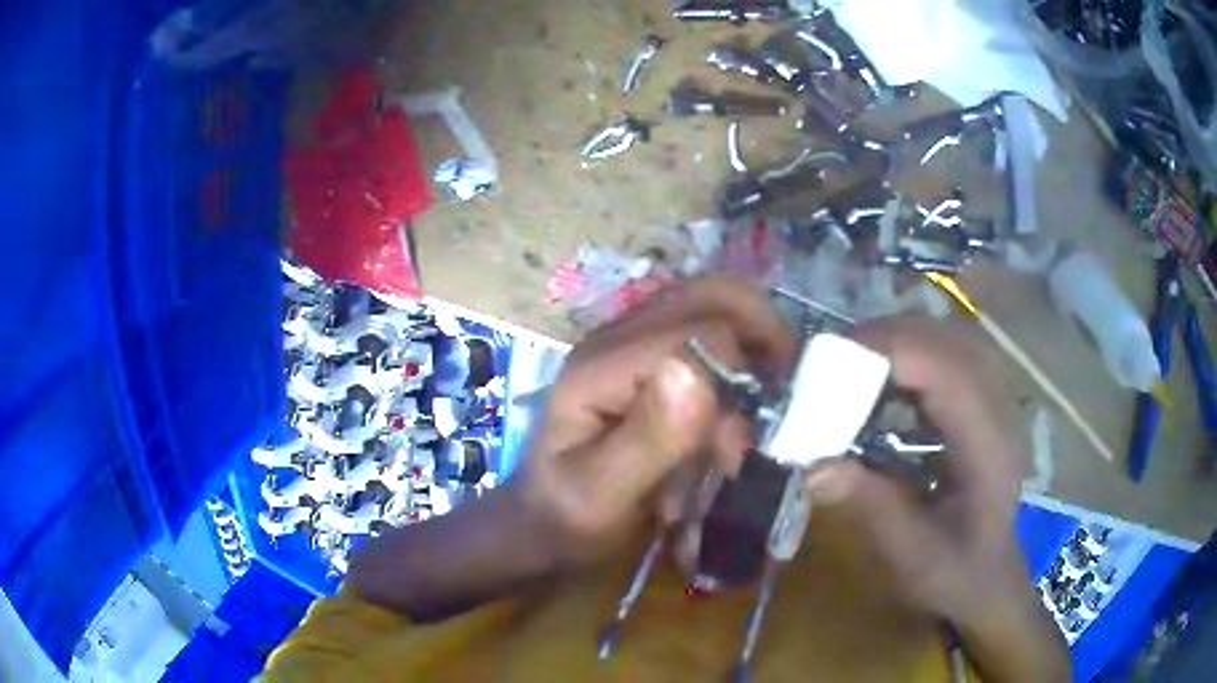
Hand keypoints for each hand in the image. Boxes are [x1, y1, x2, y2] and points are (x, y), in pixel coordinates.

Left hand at [513, 276, 798, 567]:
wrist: (544, 520)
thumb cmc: (570, 517)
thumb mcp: (602, 495)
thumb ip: (647, 440)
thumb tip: (695, 372)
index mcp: (601, 366)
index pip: (699, 334)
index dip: (738, 381)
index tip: (740, 447)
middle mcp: (616, 338)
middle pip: (712, 294)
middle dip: (762, 334)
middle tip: (782, 390)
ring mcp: (630, 341)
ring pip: (715, 304)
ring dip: (753, 344)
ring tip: (763, 399)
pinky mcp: (644, 357)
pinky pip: (707, 329)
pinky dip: (739, 355)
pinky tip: (738, 403)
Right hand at [801, 316, 1068, 679]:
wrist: (989, 579)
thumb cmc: (955, 573)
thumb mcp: (911, 554)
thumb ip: (870, 506)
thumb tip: (812, 466)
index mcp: (988, 447)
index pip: (946, 370)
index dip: (889, 352)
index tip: (828, 363)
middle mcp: (998, 410)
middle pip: (946, 341)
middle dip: (885, 339)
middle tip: (829, 364)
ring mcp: (995, 401)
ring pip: (946, 340)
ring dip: (895, 344)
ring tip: (849, 372)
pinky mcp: (983, 403)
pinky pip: (946, 357)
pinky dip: (909, 359)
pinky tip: (883, 389)